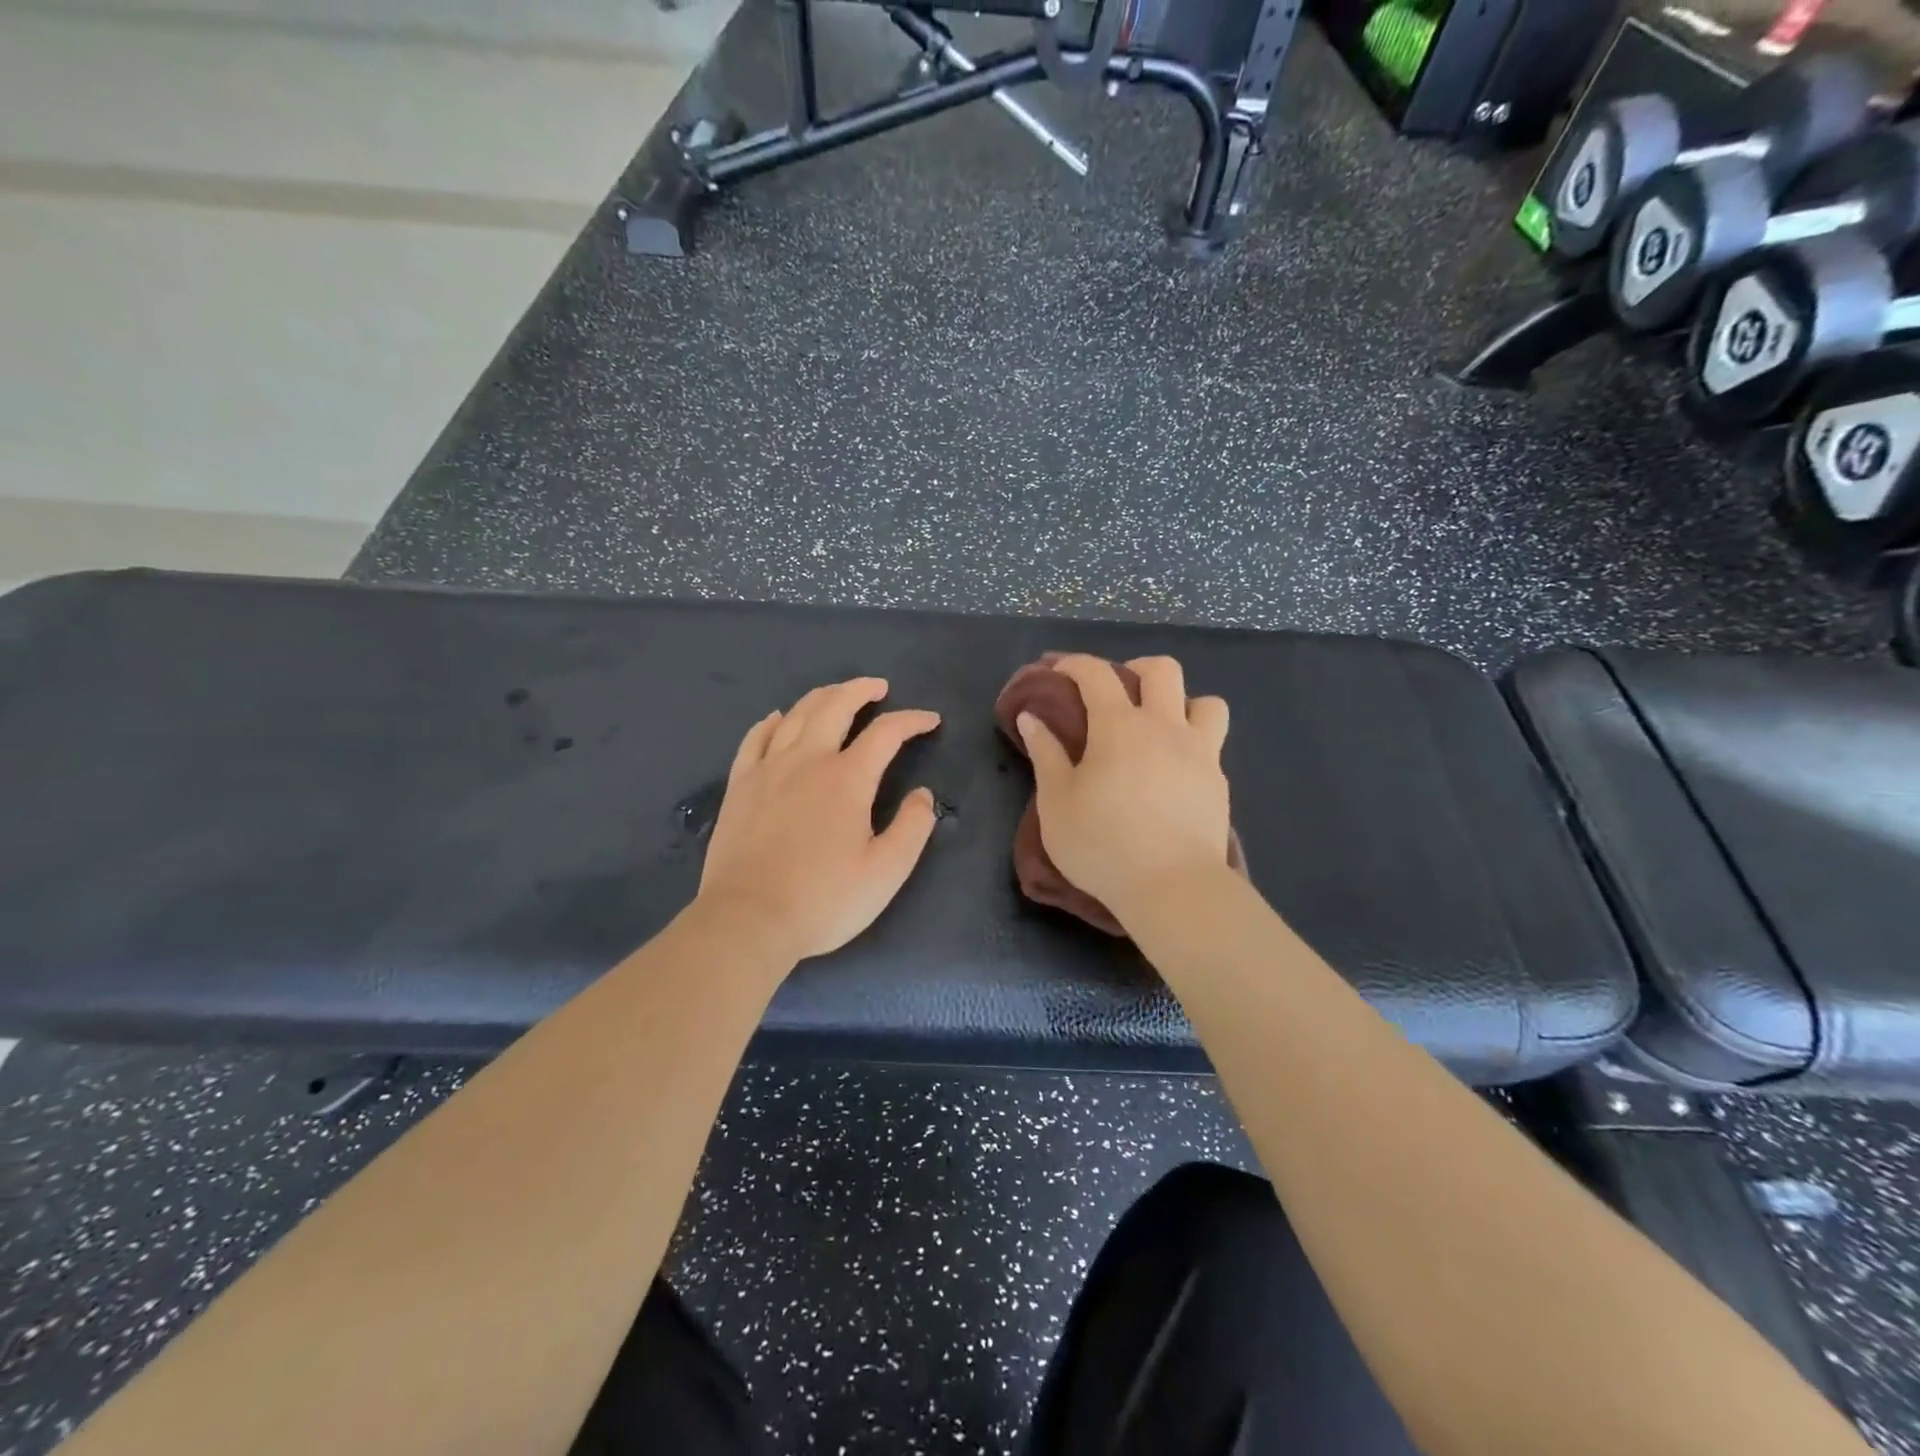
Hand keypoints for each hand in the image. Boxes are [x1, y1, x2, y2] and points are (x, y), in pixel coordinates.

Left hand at [696, 678, 940, 965]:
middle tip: (878, 687)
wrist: (747, 920)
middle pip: (835, 706)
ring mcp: (768, 769)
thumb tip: (923, 795)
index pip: (886, 733)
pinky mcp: (740, 785)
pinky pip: (755, 738)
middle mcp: (807, 760)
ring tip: (837, 694)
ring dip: (821, 697)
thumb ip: (912, 828)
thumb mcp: (886, 872)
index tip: (930, 720)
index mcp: (847, 778)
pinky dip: (772, 722)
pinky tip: (779, 719)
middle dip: (861, 690)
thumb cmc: (823, 900)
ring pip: (796, 715)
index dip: (912, 721)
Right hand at [1016, 654, 1230, 919]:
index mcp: (1120, 727)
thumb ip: (1046, 754)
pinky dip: (1193, 743)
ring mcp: (1200, 753)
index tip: (1058, 670)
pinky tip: (1173, 771)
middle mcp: (1165, 727)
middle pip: (1162, 670)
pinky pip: (1212, 744)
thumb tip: (1032, 717)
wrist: (1172, 888)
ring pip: (1206, 702)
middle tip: (1116, 695)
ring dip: (1182, 703)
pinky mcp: (1219, 783)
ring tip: (1160, 728)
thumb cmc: (1102, 844)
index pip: (1097, 674)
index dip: (1075, 664)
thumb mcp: (1057, 802)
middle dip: (1135, 670)